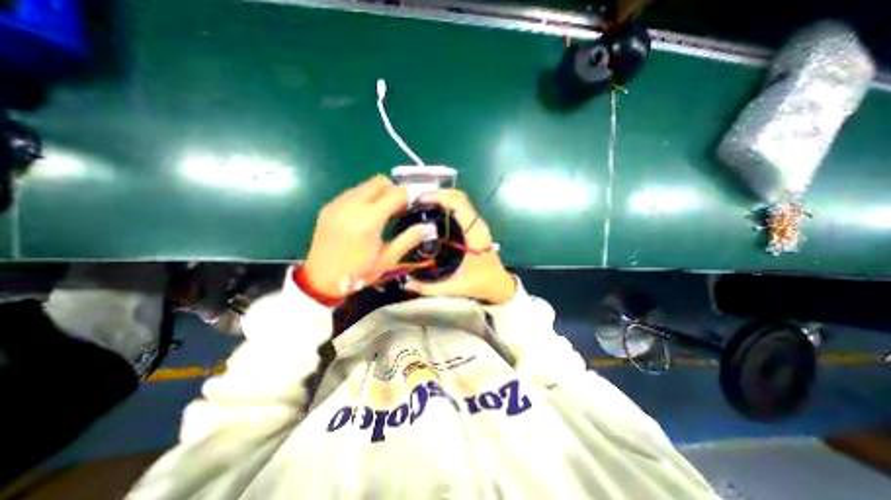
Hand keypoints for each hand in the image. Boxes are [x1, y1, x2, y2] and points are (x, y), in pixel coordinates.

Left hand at [306, 175, 426, 295]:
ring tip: (384, 213)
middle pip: (380, 181)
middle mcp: (351, 205)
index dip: (410, 195)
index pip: (396, 194)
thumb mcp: (387, 260)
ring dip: (379, 193)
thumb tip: (429, 227)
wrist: (320, 281)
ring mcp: (337, 204)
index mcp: (368, 220)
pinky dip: (365, 198)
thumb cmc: (357, 274)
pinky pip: (353, 193)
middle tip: (400, 209)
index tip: (418, 203)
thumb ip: (409, 239)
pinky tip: (366, 216)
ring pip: (365, 185)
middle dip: (394, 190)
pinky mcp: (329, 207)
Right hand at [404, 188, 516, 303]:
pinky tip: (432, 211)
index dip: (439, 197)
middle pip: (459, 197)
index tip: (419, 200)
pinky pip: (460, 208)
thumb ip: (430, 288)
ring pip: (460, 200)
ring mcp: (477, 224)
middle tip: (416, 200)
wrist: (499, 285)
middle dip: (438, 194)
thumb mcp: (455, 288)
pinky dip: (446, 204)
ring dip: (441, 197)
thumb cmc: (481, 284)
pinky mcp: (474, 227)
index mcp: (475, 234)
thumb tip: (406, 284)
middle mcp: (477, 224)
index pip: (459, 204)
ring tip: (420, 203)